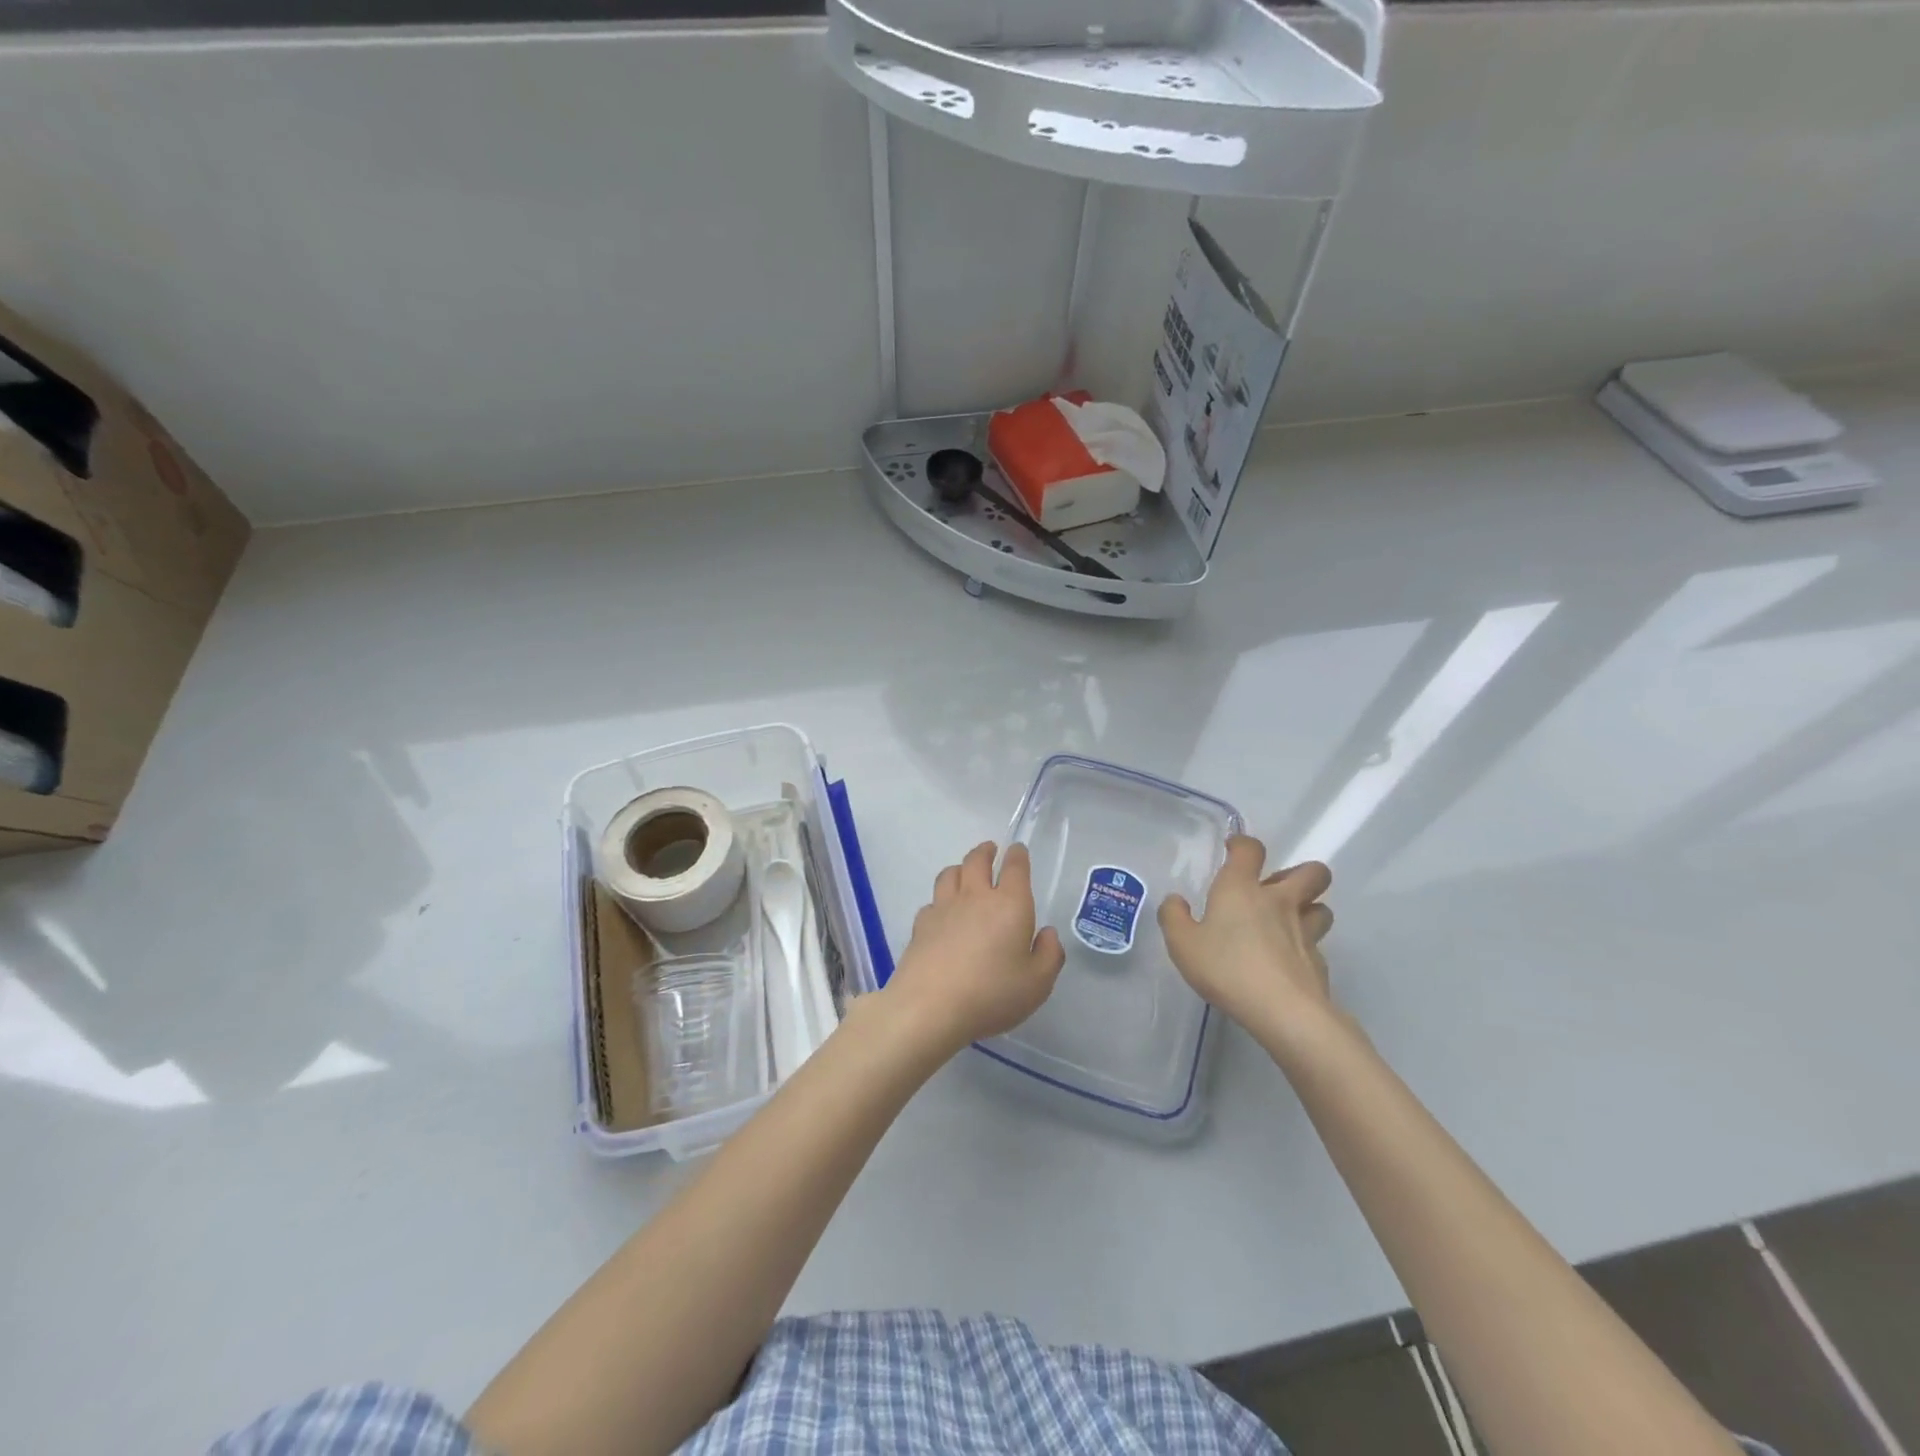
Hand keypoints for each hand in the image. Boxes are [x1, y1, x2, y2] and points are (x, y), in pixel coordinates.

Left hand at [882, 841, 1065, 1053]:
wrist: (930, 1007)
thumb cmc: (992, 994)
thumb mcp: (1037, 983)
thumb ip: (1049, 955)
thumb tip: (1047, 933)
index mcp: (1010, 904)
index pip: (1015, 867)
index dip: (1018, 855)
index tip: (1018, 850)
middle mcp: (976, 897)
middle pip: (977, 860)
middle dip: (986, 851)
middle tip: (991, 850)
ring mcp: (943, 908)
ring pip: (950, 874)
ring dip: (960, 868)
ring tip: (965, 872)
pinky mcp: (921, 925)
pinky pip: (932, 901)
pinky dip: (940, 900)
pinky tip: (942, 912)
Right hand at [1159, 836, 1333, 1030]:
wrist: (1283, 1011)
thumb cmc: (1227, 968)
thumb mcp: (1182, 944)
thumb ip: (1173, 917)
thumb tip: (1176, 901)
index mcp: (1241, 889)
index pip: (1250, 849)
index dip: (1243, 844)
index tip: (1234, 849)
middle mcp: (1279, 901)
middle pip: (1312, 872)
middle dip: (1300, 874)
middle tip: (1277, 889)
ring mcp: (1305, 931)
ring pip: (1322, 907)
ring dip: (1309, 909)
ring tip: (1289, 923)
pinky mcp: (1319, 962)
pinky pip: (1317, 945)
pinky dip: (1305, 948)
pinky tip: (1287, 963)